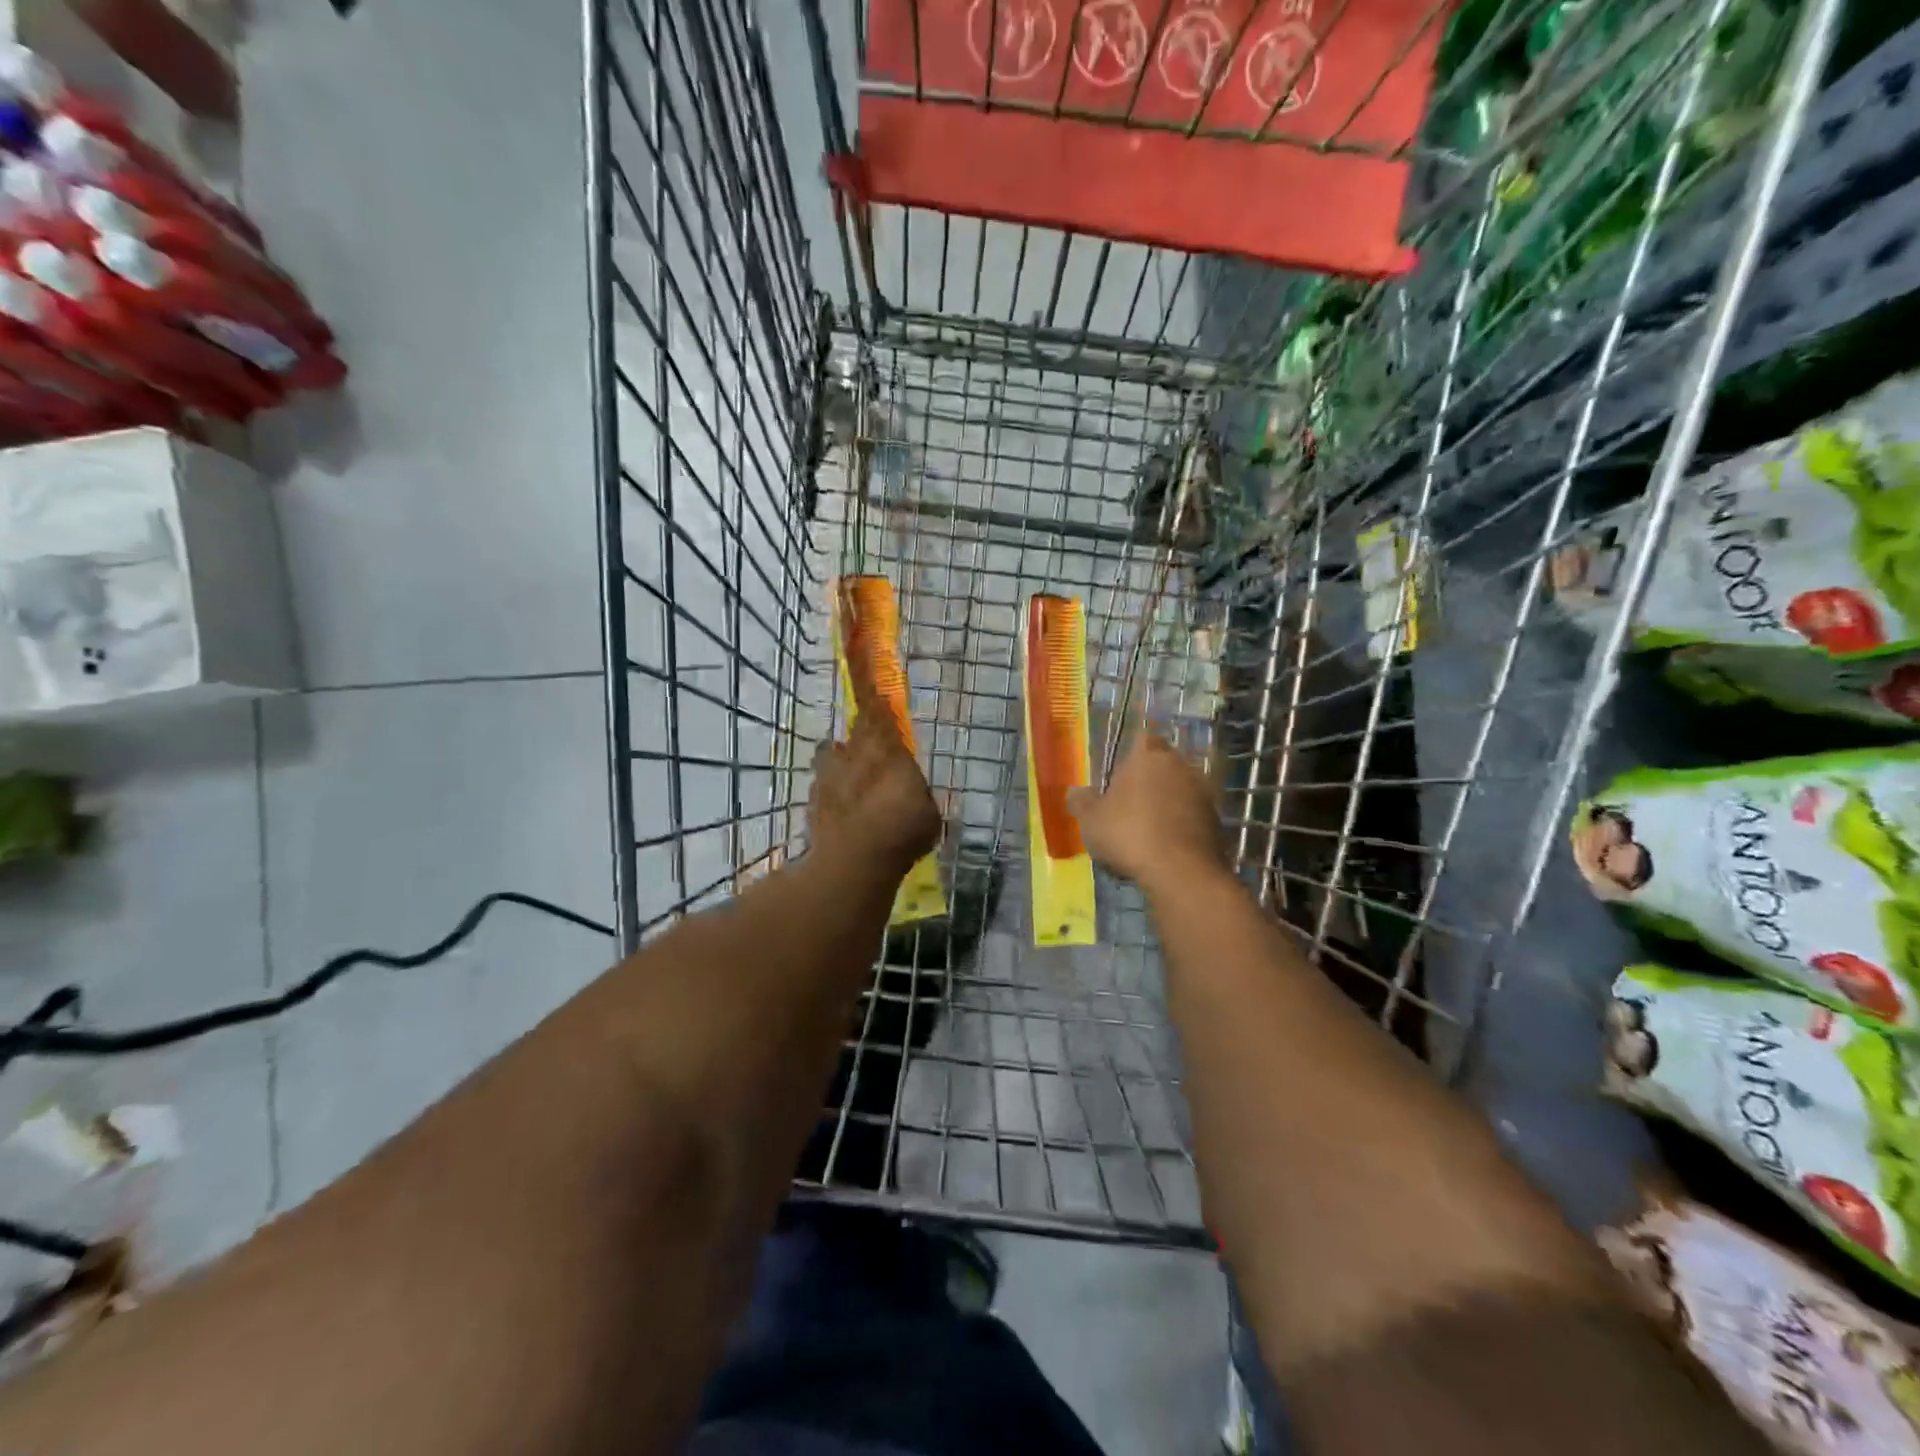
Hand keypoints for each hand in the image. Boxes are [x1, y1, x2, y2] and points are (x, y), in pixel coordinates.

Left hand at [808, 705, 939, 878]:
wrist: (853, 862)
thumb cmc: (901, 832)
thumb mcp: (928, 813)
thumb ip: (918, 793)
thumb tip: (914, 790)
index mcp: (887, 750)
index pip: (877, 711)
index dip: (871, 694)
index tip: (867, 679)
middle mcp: (854, 754)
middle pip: (855, 730)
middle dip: (863, 731)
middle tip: (873, 738)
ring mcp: (828, 775)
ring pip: (833, 754)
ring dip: (843, 758)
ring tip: (854, 775)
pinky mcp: (813, 799)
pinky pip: (824, 782)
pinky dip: (833, 787)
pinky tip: (842, 805)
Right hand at [1066, 732, 1223, 892]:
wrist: (1181, 871)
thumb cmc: (1129, 834)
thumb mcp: (1091, 820)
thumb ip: (1081, 802)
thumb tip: (1074, 792)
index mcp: (1147, 756)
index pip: (1143, 739)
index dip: (1132, 755)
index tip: (1121, 775)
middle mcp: (1179, 766)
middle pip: (1164, 764)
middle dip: (1150, 779)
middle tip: (1131, 803)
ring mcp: (1203, 792)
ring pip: (1181, 789)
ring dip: (1168, 803)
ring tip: (1149, 829)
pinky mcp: (1217, 819)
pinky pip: (1193, 814)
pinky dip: (1182, 824)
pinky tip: (1168, 845)